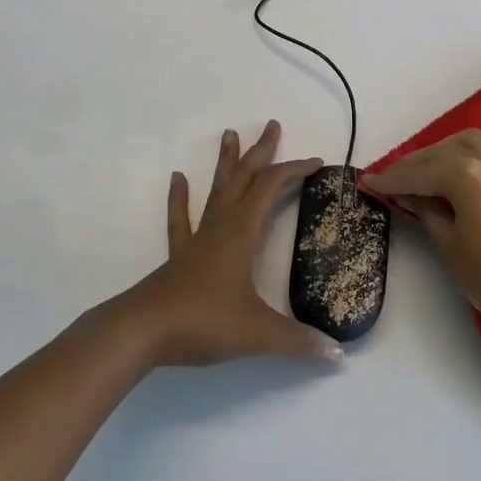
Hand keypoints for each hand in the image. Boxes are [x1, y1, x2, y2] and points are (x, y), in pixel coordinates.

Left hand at [119, 120, 342, 366]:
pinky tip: (177, 178)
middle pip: (244, 178)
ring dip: (225, 163)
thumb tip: (338, 355)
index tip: (318, 162)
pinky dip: (180, 198)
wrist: (142, 333)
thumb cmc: (203, 321)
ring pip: (216, 191)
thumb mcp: (258, 333)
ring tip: (228, 133)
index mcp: (242, 232)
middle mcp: (221, 226)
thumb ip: (299, 341)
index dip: (295, 170)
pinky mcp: (179, 257)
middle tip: (272, 125)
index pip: (271, 187)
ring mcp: (197, 239)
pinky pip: (181, 219)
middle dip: (261, 151)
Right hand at [365, 129, 480, 343]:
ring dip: (444, 153)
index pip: (418, 171)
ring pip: (470, 144)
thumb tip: (410, 195)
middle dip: (415, 164)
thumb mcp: (450, 247)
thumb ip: (427, 213)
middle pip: (441, 152)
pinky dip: (474, 155)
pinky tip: (468, 169)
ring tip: (427, 172)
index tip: (368, 182)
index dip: (390, 179)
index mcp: (465, 174)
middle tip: (393, 181)